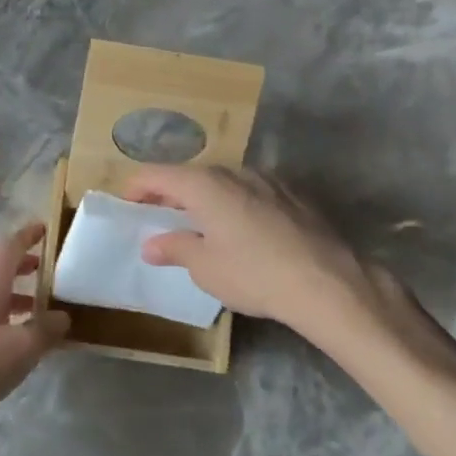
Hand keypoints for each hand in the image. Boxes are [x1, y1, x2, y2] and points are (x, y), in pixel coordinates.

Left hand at [0, 222, 68, 432]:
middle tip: (47, 266)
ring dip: (16, 291)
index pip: (9, 247)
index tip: (45, 228)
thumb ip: (46, 330)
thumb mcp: (22, 348)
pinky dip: (7, 314)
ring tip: (41, 303)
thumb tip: (63, 317)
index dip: (27, 236)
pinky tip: (20, 335)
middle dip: (23, 263)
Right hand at [126, 166, 425, 345]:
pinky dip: (235, 205)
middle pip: (191, 175)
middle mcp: (234, 172)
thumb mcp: (205, 268)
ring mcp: (267, 180)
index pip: (157, 174)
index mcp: (204, 185)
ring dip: (205, 199)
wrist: (328, 283)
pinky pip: (250, 192)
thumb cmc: (255, 274)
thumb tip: (152, 244)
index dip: (137, 188)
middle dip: (171, 193)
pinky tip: (241, 231)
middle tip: (159, 218)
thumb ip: (175, 249)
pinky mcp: (293, 194)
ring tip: (200, 226)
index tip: (127, 206)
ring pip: (224, 182)